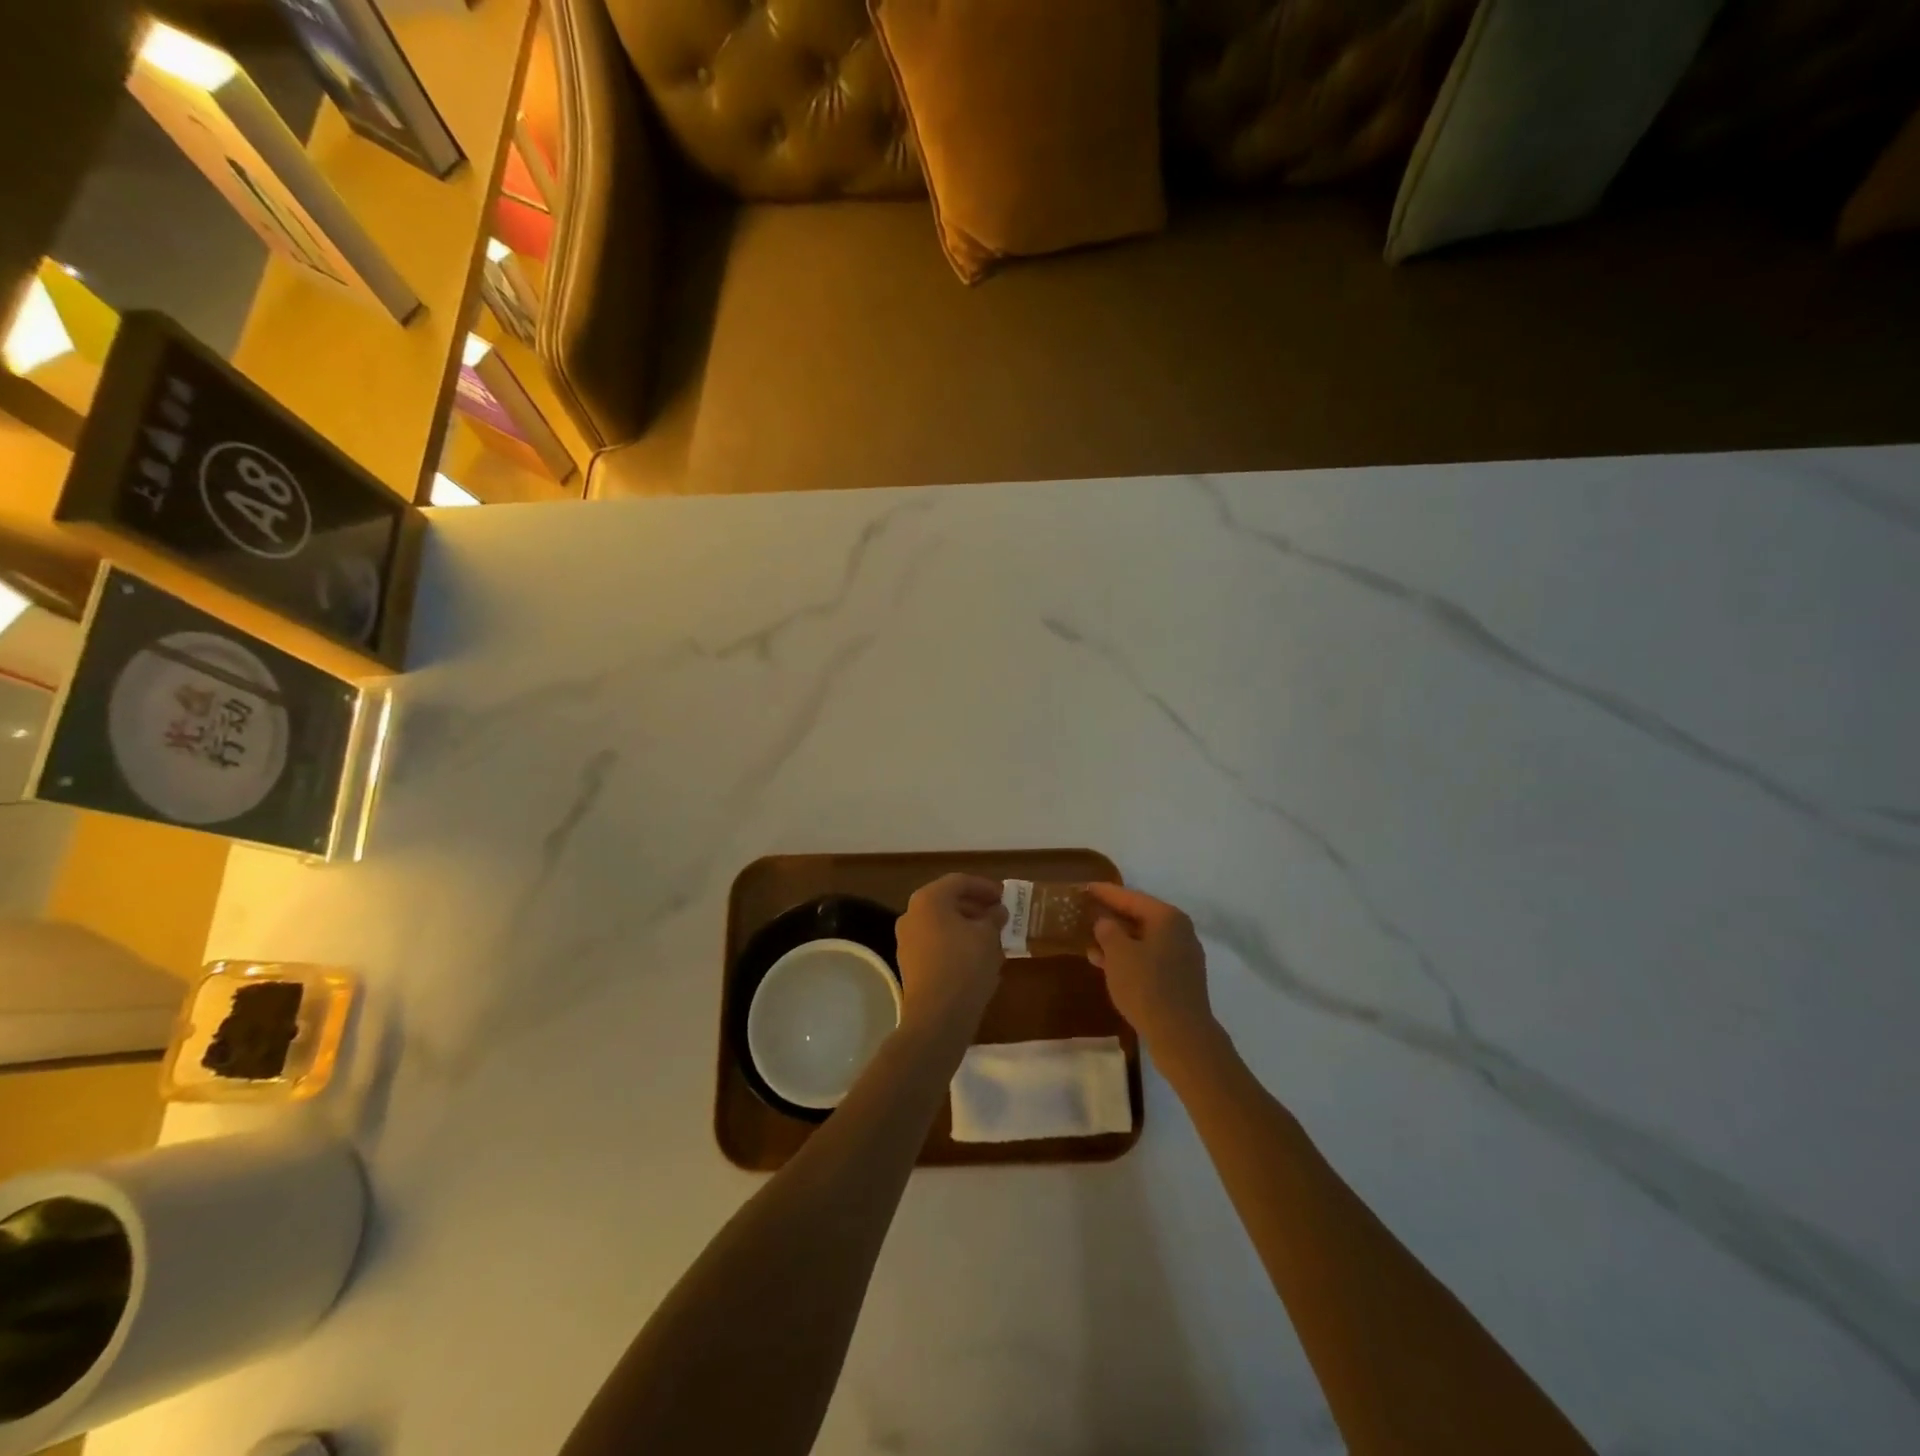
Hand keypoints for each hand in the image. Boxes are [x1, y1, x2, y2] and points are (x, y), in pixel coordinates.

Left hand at [895, 874, 1007, 1034]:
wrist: (938, 1015)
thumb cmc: (965, 964)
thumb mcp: (988, 936)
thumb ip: (993, 917)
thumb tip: (997, 911)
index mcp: (928, 899)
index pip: (959, 882)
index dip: (984, 886)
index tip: (1004, 896)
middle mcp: (912, 915)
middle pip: (947, 901)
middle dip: (975, 906)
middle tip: (999, 915)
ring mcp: (907, 940)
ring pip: (941, 924)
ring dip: (966, 926)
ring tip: (992, 936)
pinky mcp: (910, 964)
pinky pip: (936, 943)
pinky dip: (956, 943)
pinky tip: (976, 956)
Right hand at [1085, 884, 1217, 1054]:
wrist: (1181, 1035)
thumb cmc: (1147, 986)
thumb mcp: (1118, 954)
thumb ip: (1108, 931)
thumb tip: (1105, 922)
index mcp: (1167, 917)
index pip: (1130, 897)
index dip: (1105, 893)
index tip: (1085, 887)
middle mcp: (1179, 931)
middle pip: (1139, 917)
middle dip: (1112, 917)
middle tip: (1086, 913)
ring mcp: (1182, 956)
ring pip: (1143, 940)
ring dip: (1117, 941)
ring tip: (1090, 942)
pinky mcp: (1180, 979)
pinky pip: (1149, 958)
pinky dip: (1129, 958)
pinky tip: (1107, 965)